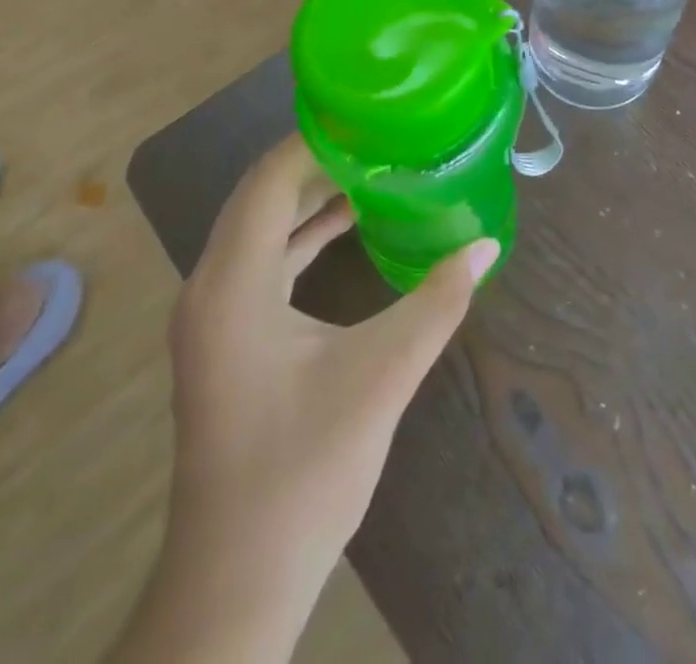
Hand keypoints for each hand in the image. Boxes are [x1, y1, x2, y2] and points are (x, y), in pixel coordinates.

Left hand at [165, 136, 498, 620]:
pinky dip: (302, 236)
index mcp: (233, 284)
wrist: (238, 579)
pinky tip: (348, 227)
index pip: (269, 179)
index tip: (368, 116)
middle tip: (379, 136)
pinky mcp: (225, 337)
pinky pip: (262, 261)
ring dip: (310, 197)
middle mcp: (210, 286)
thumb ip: (436, 303)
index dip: (315, 140)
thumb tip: (486, 246)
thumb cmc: (304, 471)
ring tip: (371, 169)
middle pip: (260, 195)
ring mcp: (212, 314)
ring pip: (259, 227)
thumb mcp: (380, 376)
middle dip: (318, 161)